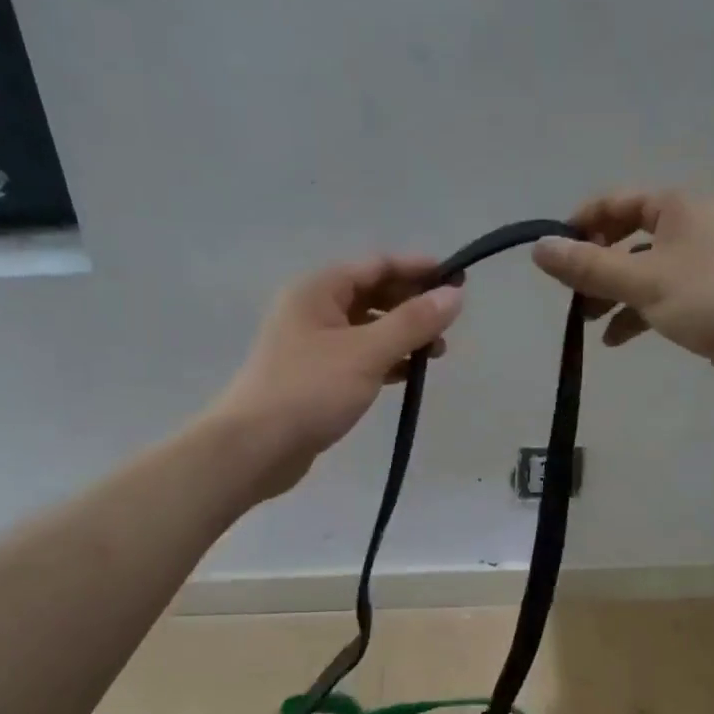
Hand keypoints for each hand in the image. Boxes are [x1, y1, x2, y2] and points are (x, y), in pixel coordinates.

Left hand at [205, 255, 464, 499]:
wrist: (254, 448)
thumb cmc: (310, 390)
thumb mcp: (367, 352)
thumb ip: (413, 322)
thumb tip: (454, 294)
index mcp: (318, 290)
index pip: (377, 265)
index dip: (419, 270)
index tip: (458, 280)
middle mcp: (313, 310)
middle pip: (372, 295)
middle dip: (412, 305)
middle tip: (449, 322)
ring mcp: (312, 345)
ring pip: (367, 329)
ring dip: (402, 335)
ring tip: (436, 353)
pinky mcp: (315, 378)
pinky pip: (359, 358)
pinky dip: (385, 361)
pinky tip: (408, 374)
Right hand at [532, 191, 713, 396]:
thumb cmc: (713, 297)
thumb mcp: (643, 281)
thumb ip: (588, 266)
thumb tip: (539, 248)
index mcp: (675, 209)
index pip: (616, 203)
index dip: (581, 224)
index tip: (554, 254)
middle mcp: (687, 230)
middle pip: (625, 239)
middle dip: (594, 266)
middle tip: (569, 294)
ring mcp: (698, 267)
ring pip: (640, 273)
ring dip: (610, 294)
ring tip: (585, 321)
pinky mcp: (705, 301)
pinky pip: (658, 300)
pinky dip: (634, 316)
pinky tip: (615, 340)